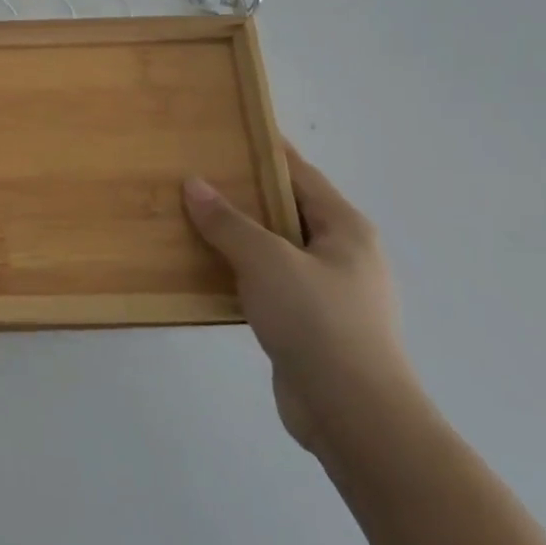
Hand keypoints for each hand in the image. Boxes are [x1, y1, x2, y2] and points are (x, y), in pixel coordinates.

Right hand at [183, 143, 418, 454]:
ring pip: (275, 250)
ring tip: (191, 218)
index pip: (301, 174)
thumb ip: (228, 222)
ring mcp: (329, 293)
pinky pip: (269, 283)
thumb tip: (194, 184)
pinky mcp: (311, 325)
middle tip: (197, 174)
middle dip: (245, 193)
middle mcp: (343, 255)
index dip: (268, 150)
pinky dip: (240, 272)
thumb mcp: (267, 261)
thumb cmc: (318, 322)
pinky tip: (206, 270)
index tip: (232, 130)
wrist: (354, 414)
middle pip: (287, 210)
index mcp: (345, 229)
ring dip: (239, 236)